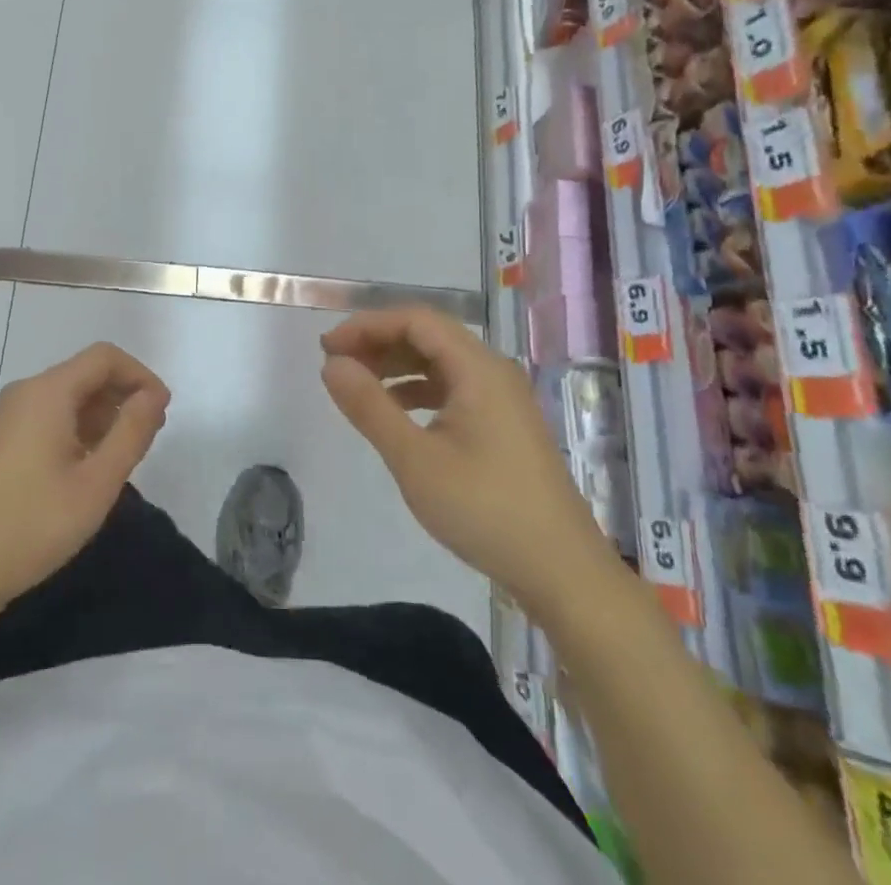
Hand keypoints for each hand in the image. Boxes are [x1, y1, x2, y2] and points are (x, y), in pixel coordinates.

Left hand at [0, 343, 170, 623]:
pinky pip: (47, 416)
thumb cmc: (32, 525)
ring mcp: (6, 416)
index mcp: (47, 392)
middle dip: (123, 395)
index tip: (162, 412)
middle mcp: (25, 392)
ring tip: (121, 456)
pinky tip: (85, 468)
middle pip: (85, 374)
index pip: (105, 357)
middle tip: (148, 437)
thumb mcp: (97, 483)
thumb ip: (131, 432)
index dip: (141, 375)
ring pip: (67, 397)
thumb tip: (153, 395)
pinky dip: (76, 428)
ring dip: (101, 415)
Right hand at [320, 307, 621, 616]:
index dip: (368, 325)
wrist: (562, 572)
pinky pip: (453, 388)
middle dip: (379, 342)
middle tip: (336, 364)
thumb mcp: (414, 459)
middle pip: (429, 336)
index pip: (415, 320)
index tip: (328, 348)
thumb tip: (332, 364)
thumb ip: (370, 406)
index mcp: (478, 368)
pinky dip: (418, 390)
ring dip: (397, 366)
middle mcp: (493, 371)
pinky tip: (395, 413)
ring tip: (357, 386)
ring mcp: (502, 398)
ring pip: (440, 362)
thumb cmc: (485, 510)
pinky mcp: (504, 424)